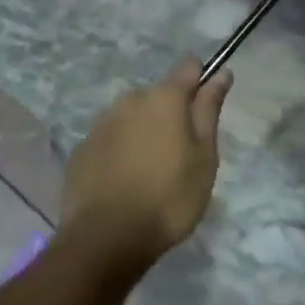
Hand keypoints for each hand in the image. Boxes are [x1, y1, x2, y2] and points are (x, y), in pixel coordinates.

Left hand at [60, 60, 233, 277]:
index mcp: (164, 97)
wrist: (105, 238)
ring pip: (132, 117)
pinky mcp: (82, 148)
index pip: (188, 67)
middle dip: (170, 116)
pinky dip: (120, 153)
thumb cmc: (168, 198)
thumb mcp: (204, 158)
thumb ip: (209, 110)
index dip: (201, 80)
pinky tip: (124, 184)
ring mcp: (102, 122)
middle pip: (158, 96)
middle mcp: (130, 99)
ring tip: (150, 175)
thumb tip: (221, 73)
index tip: (206, 106)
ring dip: (143, 133)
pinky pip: (110, 140)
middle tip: (180, 157)